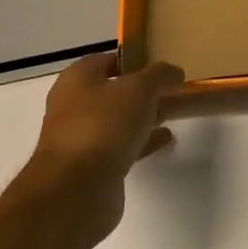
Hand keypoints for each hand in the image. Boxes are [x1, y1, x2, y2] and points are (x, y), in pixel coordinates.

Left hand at [32, 52, 184, 178]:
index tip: (161, 68)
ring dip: (143, 117)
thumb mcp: (140, 88)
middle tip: (171, 91)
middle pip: (112, 92)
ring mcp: (81, 138)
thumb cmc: (104, 125)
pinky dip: (143, 141)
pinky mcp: (92, 166)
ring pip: (118, 120)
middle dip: (141, 91)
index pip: (106, 60)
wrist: (77, 188)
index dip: (134, 61)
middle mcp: (73, 105)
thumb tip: (173, 72)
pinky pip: (122, 146)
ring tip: (173, 114)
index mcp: (77, 80)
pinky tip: (166, 140)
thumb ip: (160, 75)